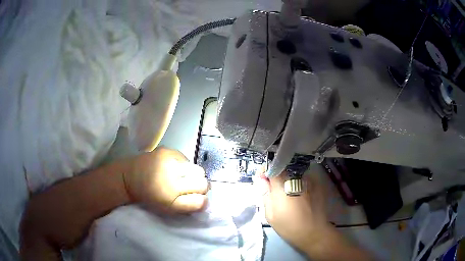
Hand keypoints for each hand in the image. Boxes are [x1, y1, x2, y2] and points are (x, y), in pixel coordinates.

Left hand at [124, 147, 208, 213]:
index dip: (201, 200)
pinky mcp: (167, 151)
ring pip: (197, 170)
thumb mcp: (167, 209)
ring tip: (181, 176)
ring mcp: (170, 162)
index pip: (200, 200)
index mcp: (171, 198)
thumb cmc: (149, 197)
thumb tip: (206, 200)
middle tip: (190, 187)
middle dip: (200, 186)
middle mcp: (172, 179)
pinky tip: (173, 167)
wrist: (129, 177)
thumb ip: (188, 206)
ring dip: (193, 175)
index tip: (196, 199)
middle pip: (202, 183)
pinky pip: (186, 159)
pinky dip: (183, 165)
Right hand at [260, 172, 330, 252]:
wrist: (314, 232)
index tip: (262, 180)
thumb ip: (265, 194)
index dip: (265, 171)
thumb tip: (259, 178)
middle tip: (274, 190)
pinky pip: (303, 178)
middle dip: (276, 176)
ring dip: (288, 180)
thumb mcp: (270, 214)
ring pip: (293, 173)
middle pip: (283, 169)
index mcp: (282, 185)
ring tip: (287, 194)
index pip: (271, 167)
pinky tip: (298, 196)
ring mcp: (308, 180)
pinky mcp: (316, 184)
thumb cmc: (288, 226)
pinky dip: (298, 183)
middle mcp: (296, 178)